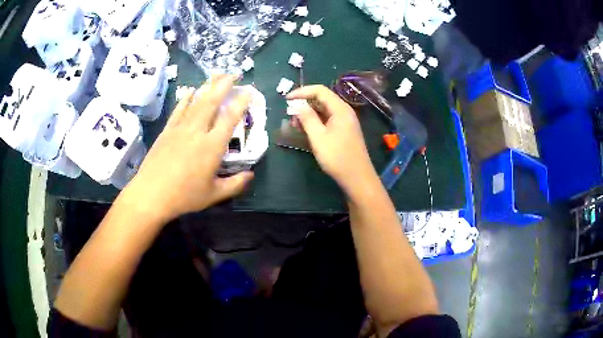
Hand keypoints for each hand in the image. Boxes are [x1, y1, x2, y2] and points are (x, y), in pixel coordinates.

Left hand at [121, 74, 253, 221]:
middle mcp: (197, 132)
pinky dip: (185, 99)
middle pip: (212, 102)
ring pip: (196, 102)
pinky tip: (190, 91)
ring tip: (215, 75)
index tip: (248, 91)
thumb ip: (235, 184)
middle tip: (233, 73)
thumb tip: (251, 175)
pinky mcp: (167, 131)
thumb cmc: (184, 196)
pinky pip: (178, 110)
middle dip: (224, 85)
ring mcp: (180, 129)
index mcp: (212, 146)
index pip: (229, 118)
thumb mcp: (214, 195)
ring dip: (207, 87)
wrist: (151, 194)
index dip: (240, 102)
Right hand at [286, 85, 376, 193]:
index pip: (319, 90)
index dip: (302, 92)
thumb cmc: (337, 157)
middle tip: (290, 115)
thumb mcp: (318, 137)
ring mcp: (345, 121)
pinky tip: (306, 129)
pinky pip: (328, 119)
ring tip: (295, 124)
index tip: (286, 99)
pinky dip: (316, 121)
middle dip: (304, 103)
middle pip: (322, 99)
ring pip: (324, 110)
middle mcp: (344, 111)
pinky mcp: (344, 130)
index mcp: (340, 109)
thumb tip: (297, 105)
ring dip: (309, 113)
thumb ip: (307, 118)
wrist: (357, 177)